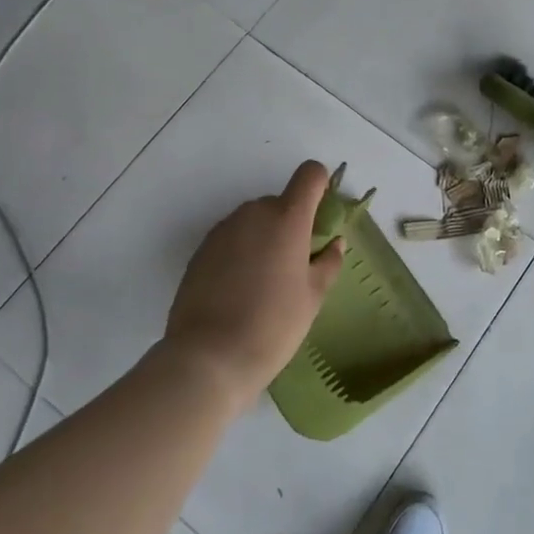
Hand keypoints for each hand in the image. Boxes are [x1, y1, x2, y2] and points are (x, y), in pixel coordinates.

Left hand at [163, 161, 345, 412]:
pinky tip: (238, 291)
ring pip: (253, 222)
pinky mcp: (200, 250)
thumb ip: (328, 262)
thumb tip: (334, 243)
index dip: (320, 186)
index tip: (321, 215)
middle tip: (294, 266)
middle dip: (290, 224)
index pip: (310, 174)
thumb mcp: (313, 297)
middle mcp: (253, 213)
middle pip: (280, 202)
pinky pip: (230, 239)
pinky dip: (240, 253)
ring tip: (263, 283)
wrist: (207, 359)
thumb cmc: (273, 325)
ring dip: (264, 238)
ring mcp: (222, 230)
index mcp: (287, 217)